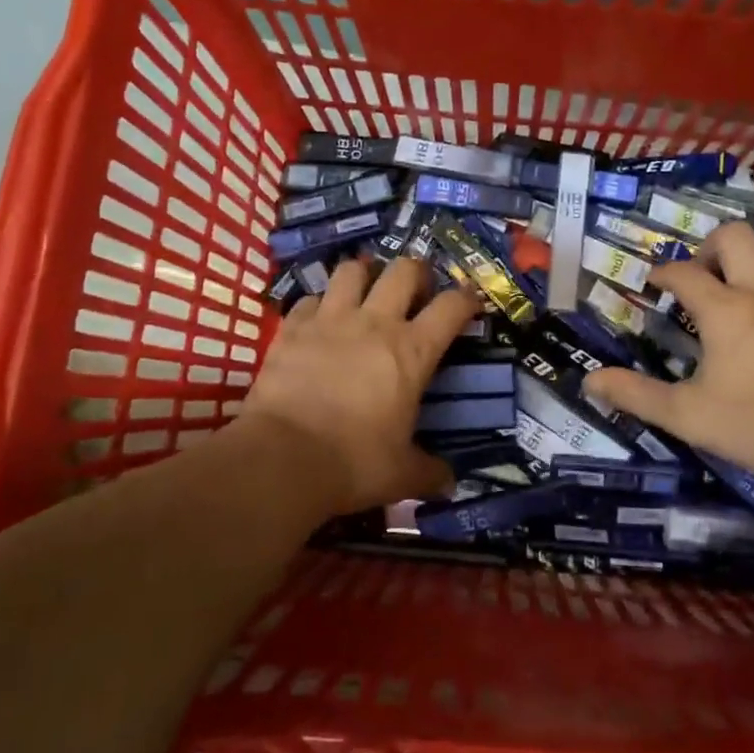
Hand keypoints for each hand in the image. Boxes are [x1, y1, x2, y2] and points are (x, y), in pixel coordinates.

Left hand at [242, 258, 479, 514]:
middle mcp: (375, 323)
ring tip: (364, 293)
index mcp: (412, 351)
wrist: (282, 458)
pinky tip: (317, 323)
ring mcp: (330, 320)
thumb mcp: (401, 474)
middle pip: (404, 269)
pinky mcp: (292, 328)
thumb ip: (429, 472)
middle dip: (416, 273)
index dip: (467, 299)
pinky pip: (308, 299)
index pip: (452, 306)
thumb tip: (449, 482)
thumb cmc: (353, 462)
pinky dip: (317, 306)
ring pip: (352, 270)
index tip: (470, 303)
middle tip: (415, 292)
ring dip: (363, 276)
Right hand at [581, 222, 753, 493]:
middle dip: (711, 246)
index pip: (683, 273)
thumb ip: (635, 394)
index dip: (663, 273)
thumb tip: (589, 381)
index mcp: (723, 311)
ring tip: (744, 273)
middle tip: (703, 275)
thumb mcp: (685, 415)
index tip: (654, 285)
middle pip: (735, 237)